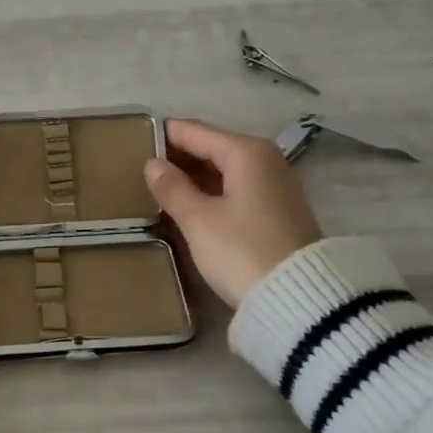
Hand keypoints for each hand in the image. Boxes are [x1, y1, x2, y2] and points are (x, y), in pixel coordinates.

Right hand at [143, 118, 322, 307]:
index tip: (131, 145)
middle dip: (178, 156)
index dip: (162, 136)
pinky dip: (212, 191)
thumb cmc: (242, 252)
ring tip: (160, 189)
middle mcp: (265, 159)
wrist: (301, 301)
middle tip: (140, 171)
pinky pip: (236, 187)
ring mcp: (276, 184)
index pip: (193, 131)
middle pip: (211, 146)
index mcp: (245, 152)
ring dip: (194, 176)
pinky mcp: (279, 209)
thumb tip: (153, 164)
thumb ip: (172, 188)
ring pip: (224, 168)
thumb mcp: (199, 221)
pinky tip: (191, 205)